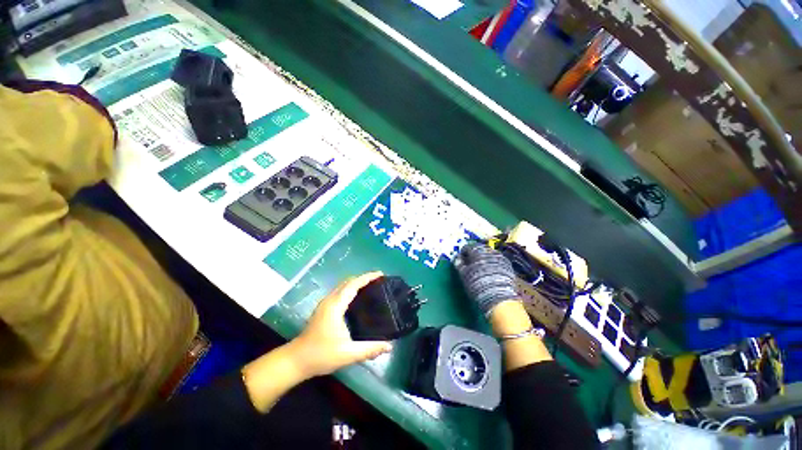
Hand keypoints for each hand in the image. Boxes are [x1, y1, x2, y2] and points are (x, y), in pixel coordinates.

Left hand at [288, 272, 392, 378]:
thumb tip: (389, 346)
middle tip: (379, 280)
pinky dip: (351, 289)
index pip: (353, 285)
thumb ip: (369, 349)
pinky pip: (340, 292)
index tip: (380, 274)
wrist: (295, 361)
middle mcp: (330, 300)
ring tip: (371, 286)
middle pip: (348, 282)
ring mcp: (325, 304)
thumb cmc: (321, 355)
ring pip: (343, 286)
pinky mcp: (323, 308)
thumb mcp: (347, 354)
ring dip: (357, 282)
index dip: (367, 277)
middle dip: (364, 278)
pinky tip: (358, 297)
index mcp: (335, 306)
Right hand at [454, 242, 517, 315]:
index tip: (461, 260)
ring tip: (480, 268)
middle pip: (480, 249)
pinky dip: (492, 263)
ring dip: (484, 258)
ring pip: (489, 254)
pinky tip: (490, 272)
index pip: (467, 247)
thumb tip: (456, 258)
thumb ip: (458, 264)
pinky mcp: (508, 266)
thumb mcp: (463, 274)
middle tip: (470, 263)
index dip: (463, 253)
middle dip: (474, 254)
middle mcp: (489, 251)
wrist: (498, 298)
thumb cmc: (476, 284)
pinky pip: (497, 260)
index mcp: (477, 251)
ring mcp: (500, 258)